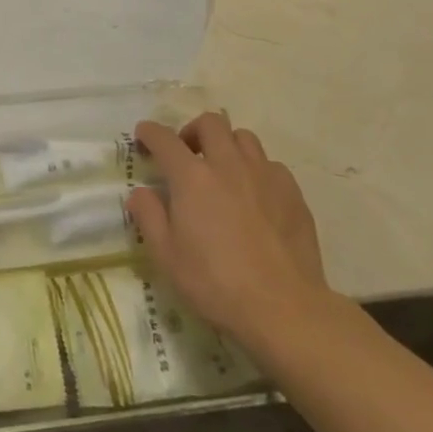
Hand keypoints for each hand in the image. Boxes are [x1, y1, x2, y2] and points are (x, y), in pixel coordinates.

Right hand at [127, 114, 335, 349]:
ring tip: (224, 171)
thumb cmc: (216, 284)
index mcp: (192, 177)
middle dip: (193, 131)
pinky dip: (257, 171)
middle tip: (189, 154)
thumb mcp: (167, 257)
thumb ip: (149, 217)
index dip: (150, 132)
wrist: (284, 308)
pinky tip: (257, 196)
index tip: (143, 136)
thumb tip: (140, 193)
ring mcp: (264, 175)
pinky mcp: (292, 192)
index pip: (164, 139)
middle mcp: (227, 164)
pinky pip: (271, 165)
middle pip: (210, 123)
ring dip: (228, 146)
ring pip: (243, 137)